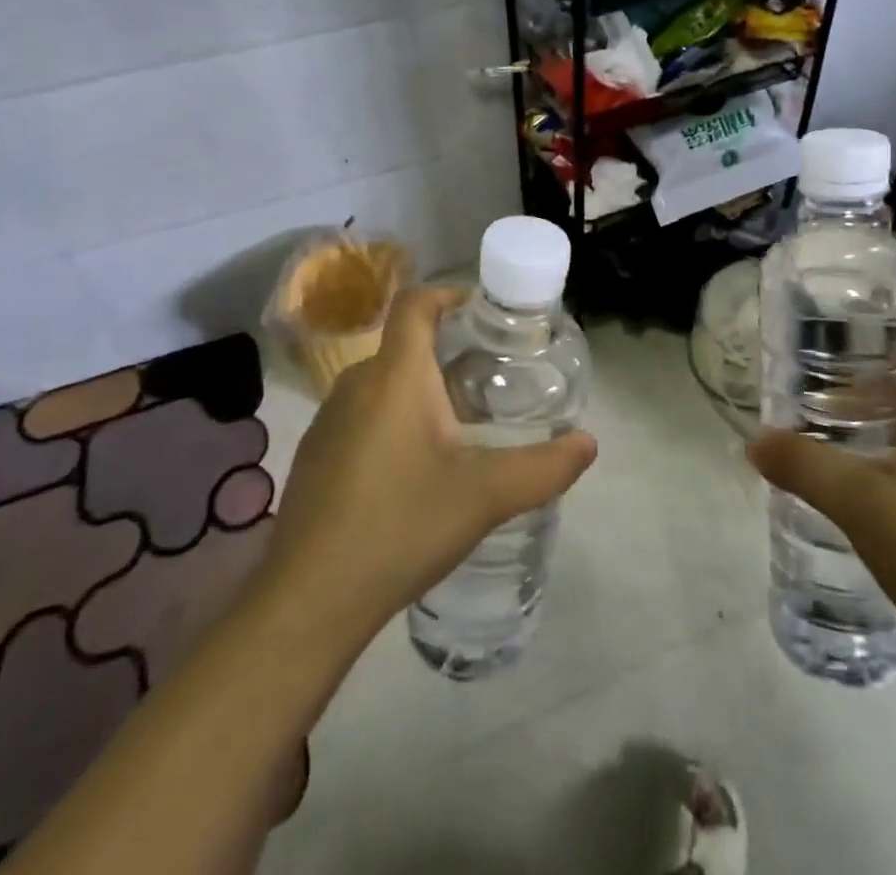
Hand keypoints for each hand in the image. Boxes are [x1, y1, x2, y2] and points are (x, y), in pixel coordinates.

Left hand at [260, 285, 597, 648]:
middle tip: (491, 379)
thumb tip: (589, 443)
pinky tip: (416, 470)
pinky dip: (395, 420)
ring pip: (384, 383)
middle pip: (405, 345)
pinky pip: (363, 415)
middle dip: (449, 352)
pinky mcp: (315, 456)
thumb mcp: (485, 497)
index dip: (449, 293)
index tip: (484, 312)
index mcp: (396, 376)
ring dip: (422, 390)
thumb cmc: (400, 526)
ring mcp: (328, 421)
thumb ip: (544, 467)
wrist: (307, 602)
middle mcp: (356, 384)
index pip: (415, 303)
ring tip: (462, 425)